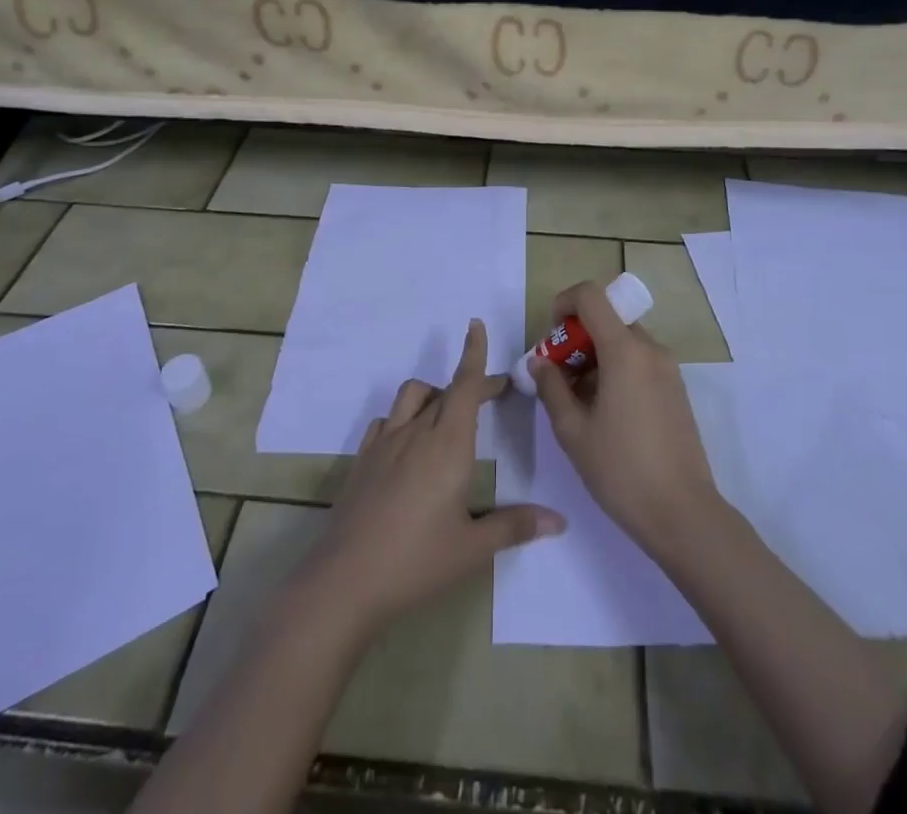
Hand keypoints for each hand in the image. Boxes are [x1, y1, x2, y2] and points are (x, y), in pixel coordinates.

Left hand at [296, 320, 565, 636]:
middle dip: (471, 384)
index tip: (476, 325)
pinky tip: (407, 443)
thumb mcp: (473, 548)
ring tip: (448, 416)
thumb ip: (515, 526)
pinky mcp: (363, 459)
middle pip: (446, 390)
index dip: (474, 354)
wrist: (346, 580)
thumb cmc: (418, 561)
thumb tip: (559, 521)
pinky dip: (402, 419)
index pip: (465, 385)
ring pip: (412, 396)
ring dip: (433, 395)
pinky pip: (386, 421)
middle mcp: (417, 432)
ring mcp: (385, 443)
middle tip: (494, 394)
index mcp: (448, 445)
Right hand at [531, 280, 723, 554]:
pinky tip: (605, 412)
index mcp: (625, 350)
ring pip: (623, 342)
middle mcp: (651, 349)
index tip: (550, 336)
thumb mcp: (573, 431)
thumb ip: (551, 387)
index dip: (564, 303)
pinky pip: (639, 362)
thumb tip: (539, 361)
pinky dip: (616, 370)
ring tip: (578, 401)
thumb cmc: (621, 470)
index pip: (592, 296)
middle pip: (607, 319)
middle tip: (557, 377)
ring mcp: (668, 369)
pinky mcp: (676, 390)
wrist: (683, 514)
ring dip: (595, 356)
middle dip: (576, 338)